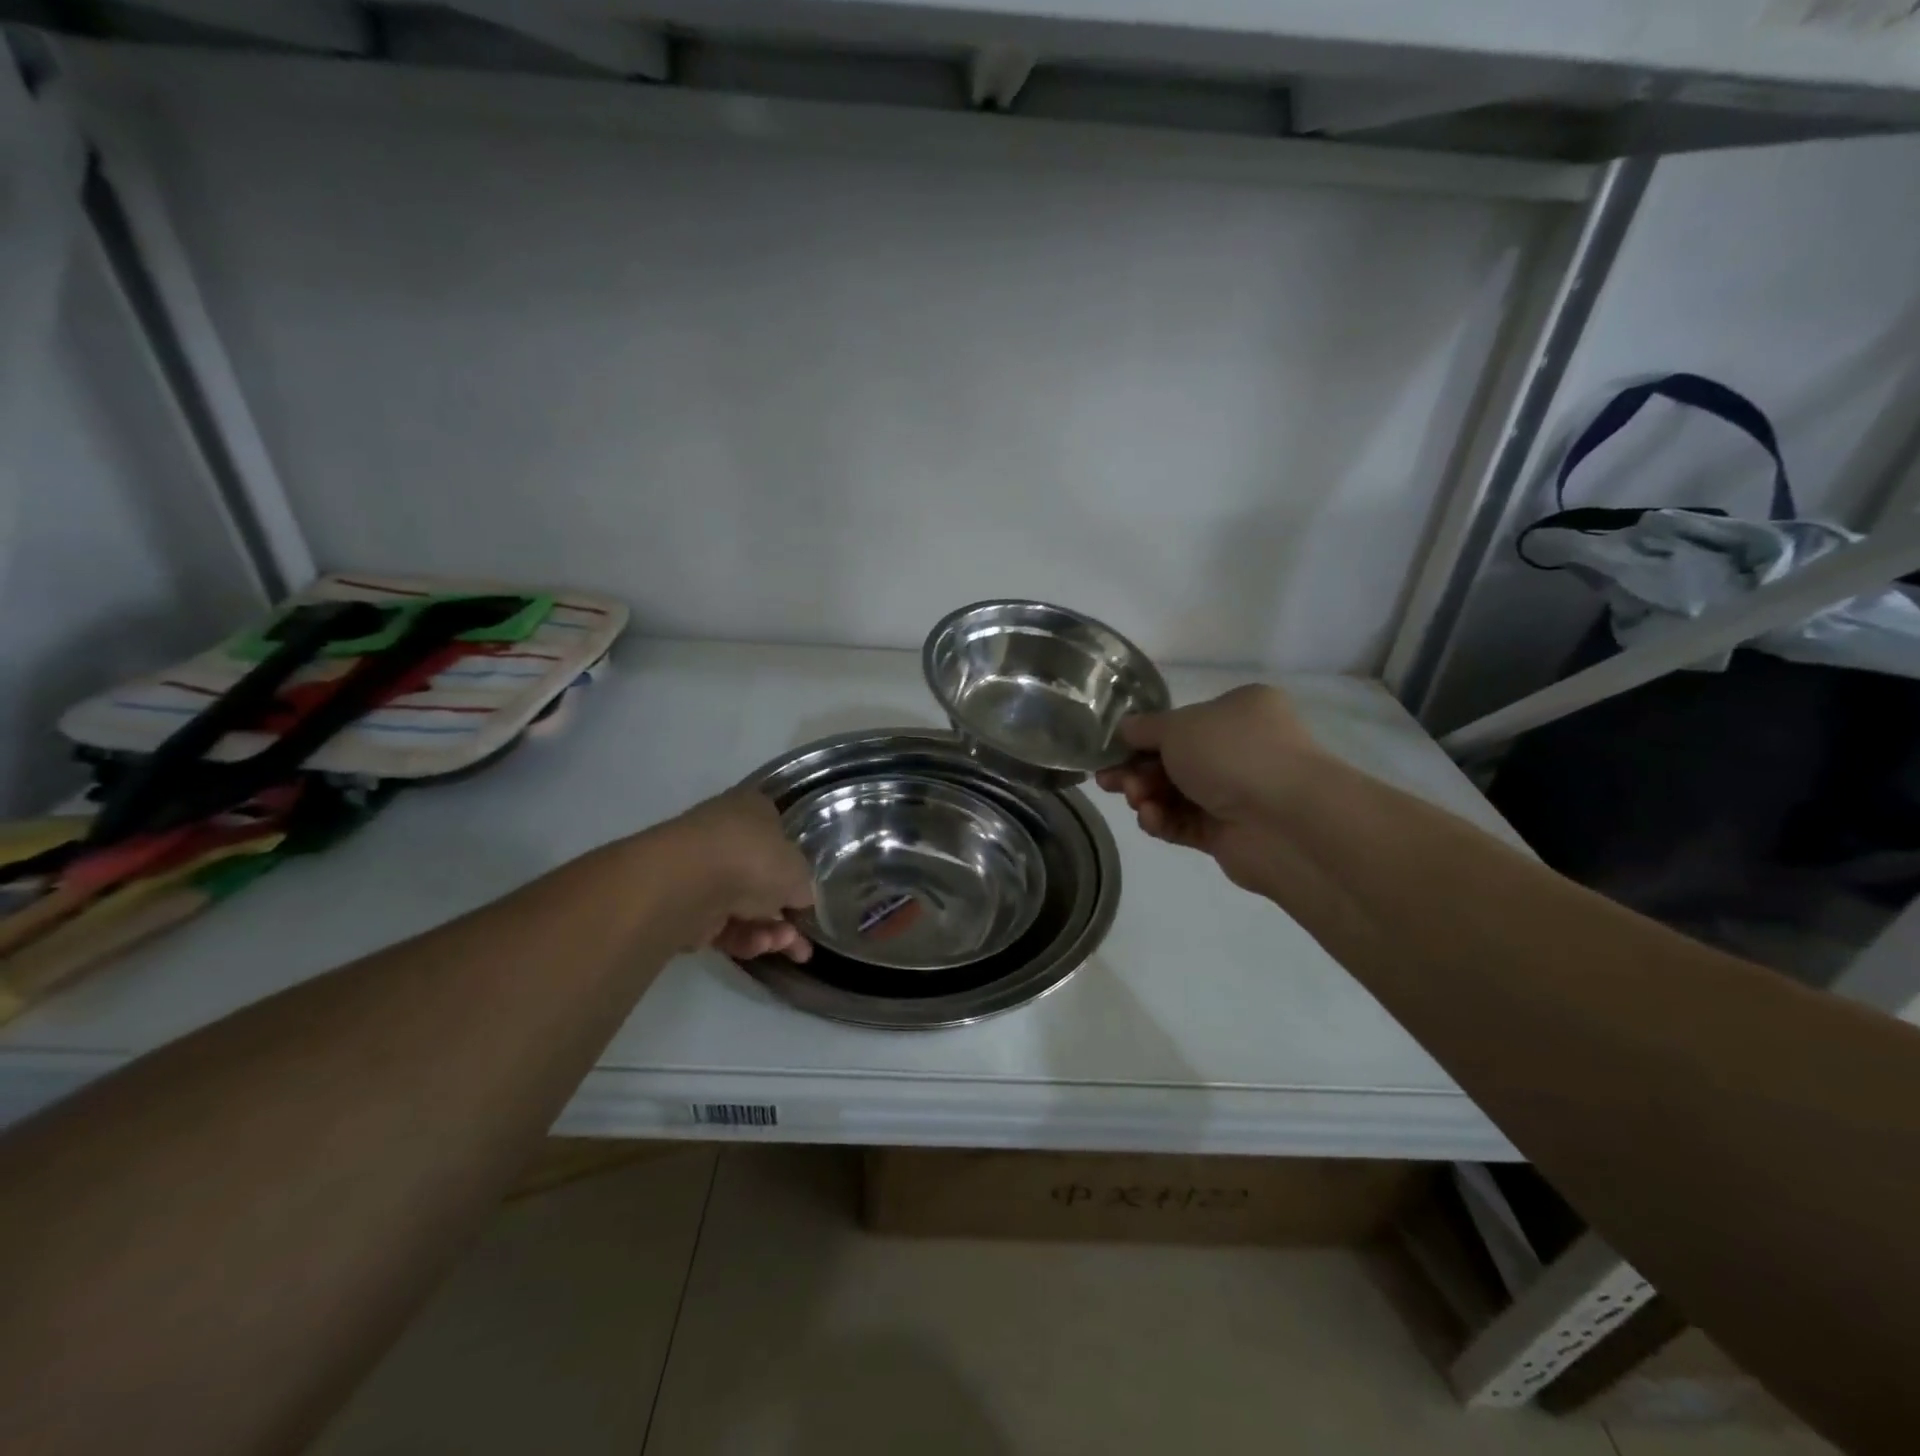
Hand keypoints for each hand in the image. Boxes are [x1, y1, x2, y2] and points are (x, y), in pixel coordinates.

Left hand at [654, 789, 815, 960]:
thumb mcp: (799, 871)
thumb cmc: (753, 860)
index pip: (778, 834)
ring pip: (743, 906)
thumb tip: (799, 899)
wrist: (687, 883)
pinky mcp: (684, 907)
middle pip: (761, 878)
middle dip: (785, 912)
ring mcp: (701, 871)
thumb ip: (803, 886)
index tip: (808, 896)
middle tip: (803, 941)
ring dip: (769, 930)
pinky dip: (743, 938)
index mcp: (752, 810)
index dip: (796, 867)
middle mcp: (725, 835)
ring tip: (787, 947)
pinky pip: (721, 924)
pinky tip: (759, 946)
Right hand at [1096, 685, 1324, 893]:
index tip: (1112, 750)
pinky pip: (1186, 824)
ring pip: (1177, 793)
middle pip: (1174, 760)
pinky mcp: (1230, 833)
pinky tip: (1150, 819)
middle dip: (1137, 770)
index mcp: (1240, 711)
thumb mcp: (1178, 726)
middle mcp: (1243, 749)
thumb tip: (1124, 729)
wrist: (1287, 821)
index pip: (1183, 721)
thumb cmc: (1233, 754)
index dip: (1143, 736)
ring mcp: (1238, 793)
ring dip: (1147, 796)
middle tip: (1109, 781)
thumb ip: (1144, 728)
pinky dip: (1163, 821)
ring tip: (1135, 800)